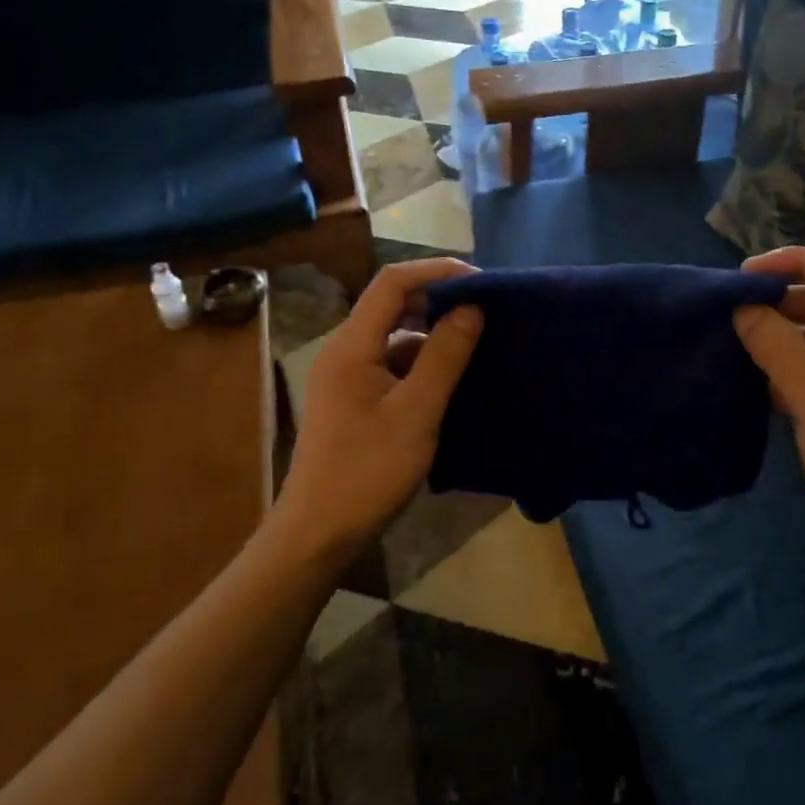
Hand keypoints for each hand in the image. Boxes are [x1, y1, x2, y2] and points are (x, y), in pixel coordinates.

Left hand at [275, 259, 483, 565]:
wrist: (319, 533)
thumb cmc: (368, 470)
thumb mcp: (417, 412)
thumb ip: (444, 356)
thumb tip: (471, 307)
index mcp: (352, 344)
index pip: (393, 281)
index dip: (437, 271)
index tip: (482, 283)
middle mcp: (344, 350)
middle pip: (392, 305)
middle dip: (439, 302)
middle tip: (485, 313)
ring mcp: (346, 377)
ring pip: (393, 338)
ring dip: (432, 336)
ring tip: (476, 347)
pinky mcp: (353, 401)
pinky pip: (391, 366)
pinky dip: (421, 365)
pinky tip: (450, 383)